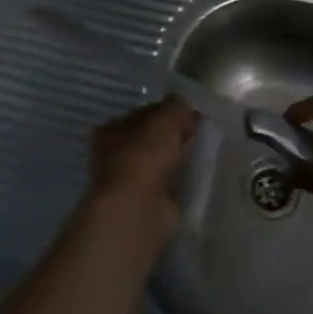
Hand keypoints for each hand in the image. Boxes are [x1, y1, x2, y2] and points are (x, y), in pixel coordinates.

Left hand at [87, 96, 199, 234]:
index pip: (143, 115)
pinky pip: (169, 183)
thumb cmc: (144, 154)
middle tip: (197, 133)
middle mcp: (115, 155)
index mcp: (110, 130)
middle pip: (152, 139)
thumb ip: (176, 107)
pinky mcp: (146, 202)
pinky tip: (196, 175)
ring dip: (179, 158)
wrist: (138, 206)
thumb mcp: (164, 118)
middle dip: (175, 136)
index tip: (190, 114)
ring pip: (161, 162)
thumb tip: (185, 108)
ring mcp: (130, 181)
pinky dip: (181, 179)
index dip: (168, 112)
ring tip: (201, 153)